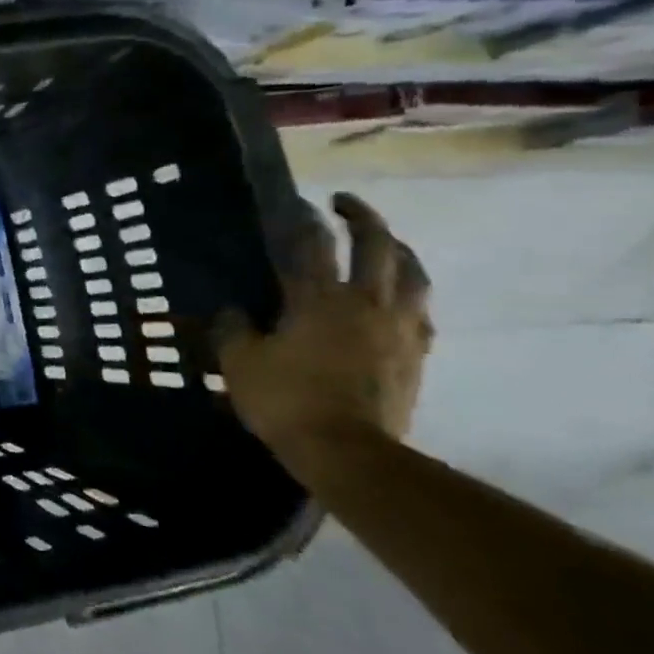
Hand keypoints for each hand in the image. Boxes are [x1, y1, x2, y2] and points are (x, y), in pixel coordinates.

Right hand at [216, 193, 433, 468]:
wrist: (347, 451)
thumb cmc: (286, 400)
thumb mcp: (239, 363)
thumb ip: (233, 329)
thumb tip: (232, 310)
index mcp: (318, 300)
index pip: (313, 245)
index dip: (305, 219)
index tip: (299, 202)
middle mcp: (365, 303)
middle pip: (377, 246)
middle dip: (363, 218)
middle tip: (345, 204)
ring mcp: (398, 328)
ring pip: (413, 274)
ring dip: (399, 250)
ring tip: (387, 243)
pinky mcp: (416, 355)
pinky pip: (422, 312)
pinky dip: (411, 294)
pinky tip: (402, 297)